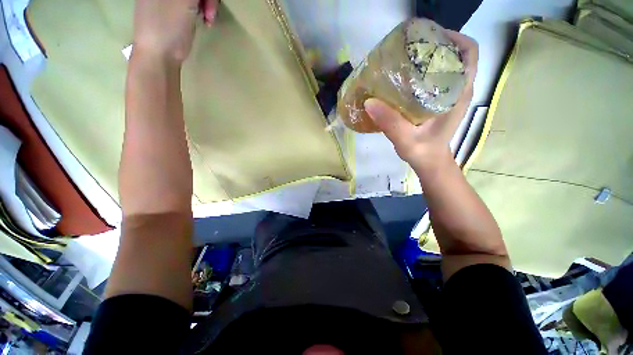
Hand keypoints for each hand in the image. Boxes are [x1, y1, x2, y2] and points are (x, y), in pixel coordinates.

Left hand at [132, 0, 218, 62]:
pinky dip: (204, 8)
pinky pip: (195, 2)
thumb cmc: (168, 25)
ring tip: (209, 18)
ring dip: (208, 3)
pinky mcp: (177, 7)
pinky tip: (206, 19)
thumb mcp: (183, 1)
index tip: (210, 1)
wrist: (160, 54)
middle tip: (211, 9)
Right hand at [364, 30, 477, 169]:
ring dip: (427, 58)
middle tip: (408, 49)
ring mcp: (448, 96)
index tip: (428, 38)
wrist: (430, 162)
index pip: (469, 54)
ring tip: (403, 60)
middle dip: (435, 46)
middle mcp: (457, 91)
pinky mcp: (439, 102)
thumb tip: (369, 102)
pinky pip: (434, 79)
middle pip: (455, 55)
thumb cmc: (423, 153)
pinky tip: (402, 79)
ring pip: (444, 66)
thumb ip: (391, 124)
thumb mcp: (406, 140)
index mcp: (457, 95)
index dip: (454, 38)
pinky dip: (421, 73)